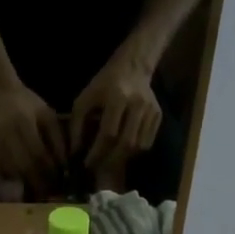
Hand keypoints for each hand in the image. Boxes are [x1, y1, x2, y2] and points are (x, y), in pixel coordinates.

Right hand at [0, 73, 64, 187]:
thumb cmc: (25, 103)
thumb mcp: (46, 114)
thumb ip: (57, 138)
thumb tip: (64, 166)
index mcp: (23, 121)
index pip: (38, 154)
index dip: (49, 171)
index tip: (58, 181)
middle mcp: (4, 131)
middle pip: (23, 165)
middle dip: (38, 182)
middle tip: (48, 192)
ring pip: (9, 170)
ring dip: (24, 183)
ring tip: (36, 190)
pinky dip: (9, 179)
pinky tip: (19, 183)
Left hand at [70, 53, 161, 169]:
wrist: (132, 66)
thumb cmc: (104, 84)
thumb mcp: (84, 99)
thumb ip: (77, 125)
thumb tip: (75, 152)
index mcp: (117, 97)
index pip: (109, 133)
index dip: (97, 152)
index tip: (86, 163)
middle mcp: (137, 104)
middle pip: (127, 143)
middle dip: (110, 160)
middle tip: (98, 166)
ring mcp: (151, 110)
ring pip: (140, 146)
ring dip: (123, 158)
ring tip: (109, 159)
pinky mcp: (158, 115)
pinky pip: (148, 142)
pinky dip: (134, 151)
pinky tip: (122, 150)